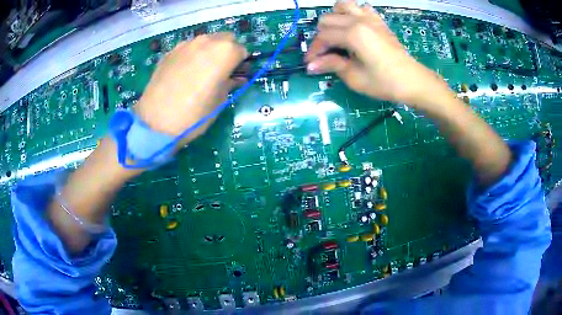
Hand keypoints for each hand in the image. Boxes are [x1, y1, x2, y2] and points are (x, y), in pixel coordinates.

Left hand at [135, 32, 247, 142]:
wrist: (156, 121)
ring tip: (200, 71)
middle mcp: (207, 41)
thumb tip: (236, 79)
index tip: (235, 75)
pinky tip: (183, 73)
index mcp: (225, 52)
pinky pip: (188, 48)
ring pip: (206, 41)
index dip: (241, 63)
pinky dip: (191, 55)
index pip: (242, 50)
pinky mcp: (170, 52)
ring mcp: (186, 44)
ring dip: (209, 51)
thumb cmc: (195, 114)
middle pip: (225, 39)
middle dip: (227, 51)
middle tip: (221, 70)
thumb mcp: (219, 101)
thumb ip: (230, 84)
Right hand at [305, 1, 450, 108]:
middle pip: (327, 19)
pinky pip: (361, 8)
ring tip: (337, 35)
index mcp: (353, 34)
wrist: (413, 81)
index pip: (323, 36)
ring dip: (335, 19)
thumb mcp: (355, 78)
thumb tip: (311, 65)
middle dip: (321, 36)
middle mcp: (359, 20)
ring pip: (342, 6)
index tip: (311, 64)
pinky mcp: (378, 21)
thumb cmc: (385, 82)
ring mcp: (370, 18)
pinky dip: (352, 13)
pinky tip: (354, 27)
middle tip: (325, 54)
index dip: (314, 50)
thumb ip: (332, 65)